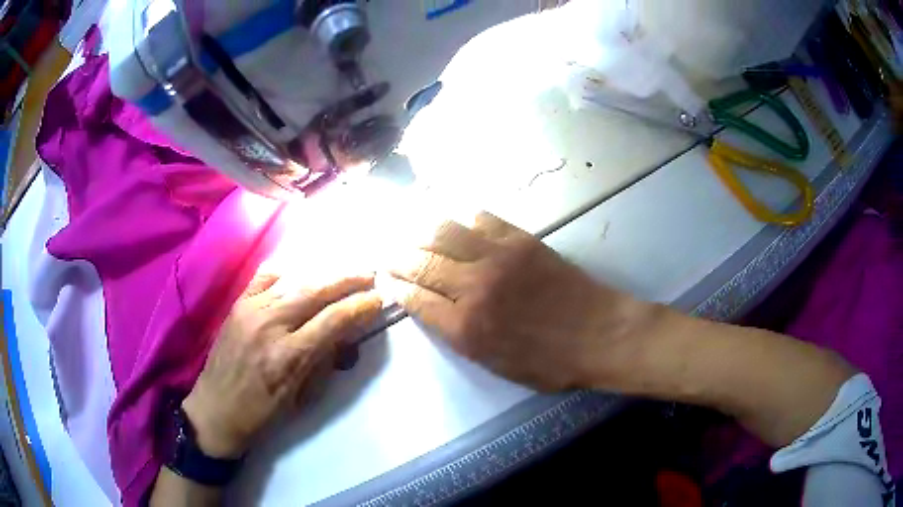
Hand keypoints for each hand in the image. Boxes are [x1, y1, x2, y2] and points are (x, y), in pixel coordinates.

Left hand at [182, 273, 381, 457]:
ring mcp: (251, 309)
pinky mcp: (238, 304)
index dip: (360, 306)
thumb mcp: (301, 397)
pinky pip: (266, 277)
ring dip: (324, 274)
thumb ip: (325, 362)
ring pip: (294, 281)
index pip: (334, 320)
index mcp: (289, 356)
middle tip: (370, 275)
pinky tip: (301, 271)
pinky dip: (287, 271)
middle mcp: (270, 324)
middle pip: (316, 291)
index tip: (379, 299)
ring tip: (344, 271)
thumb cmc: (262, 413)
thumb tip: (346, 335)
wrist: (216, 409)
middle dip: (348, 280)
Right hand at [389, 212, 660, 391]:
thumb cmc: (549, 362)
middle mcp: (473, 287)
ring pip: (444, 232)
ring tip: (411, 231)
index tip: (383, 277)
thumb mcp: (495, 365)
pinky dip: (460, 216)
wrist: (599, 334)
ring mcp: (497, 257)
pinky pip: (481, 217)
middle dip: (397, 256)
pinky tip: (453, 219)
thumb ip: (459, 336)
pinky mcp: (521, 239)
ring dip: (420, 230)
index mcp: (465, 328)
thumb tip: (432, 308)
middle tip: (387, 251)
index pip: (414, 298)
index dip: (393, 285)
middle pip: (421, 262)